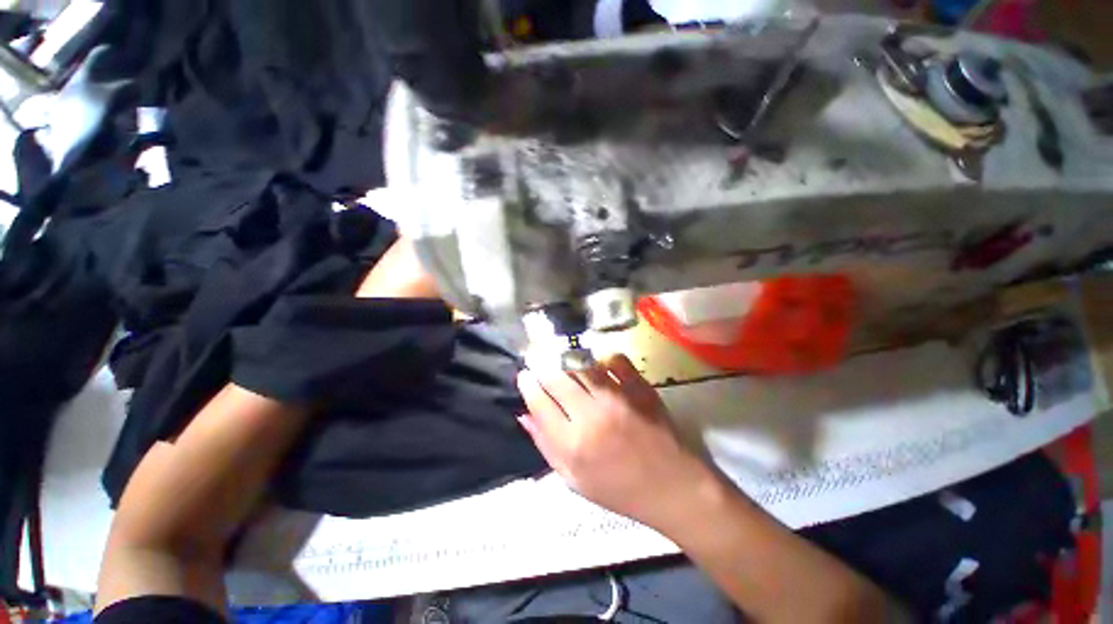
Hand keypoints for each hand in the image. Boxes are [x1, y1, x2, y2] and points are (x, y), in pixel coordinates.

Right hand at [516, 355, 715, 530]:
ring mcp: (618, 398)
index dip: (528, 385)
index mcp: (572, 444)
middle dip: (542, 365)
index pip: (540, 403)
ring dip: (568, 359)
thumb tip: (524, 415)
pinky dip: (603, 358)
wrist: (671, 487)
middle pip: (557, 378)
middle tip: (538, 359)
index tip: (524, 375)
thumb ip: (546, 445)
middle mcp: (592, 416)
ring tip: (563, 358)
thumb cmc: (619, 490)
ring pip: (583, 365)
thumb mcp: (574, 480)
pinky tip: (599, 364)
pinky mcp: (640, 388)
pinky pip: (615, 360)